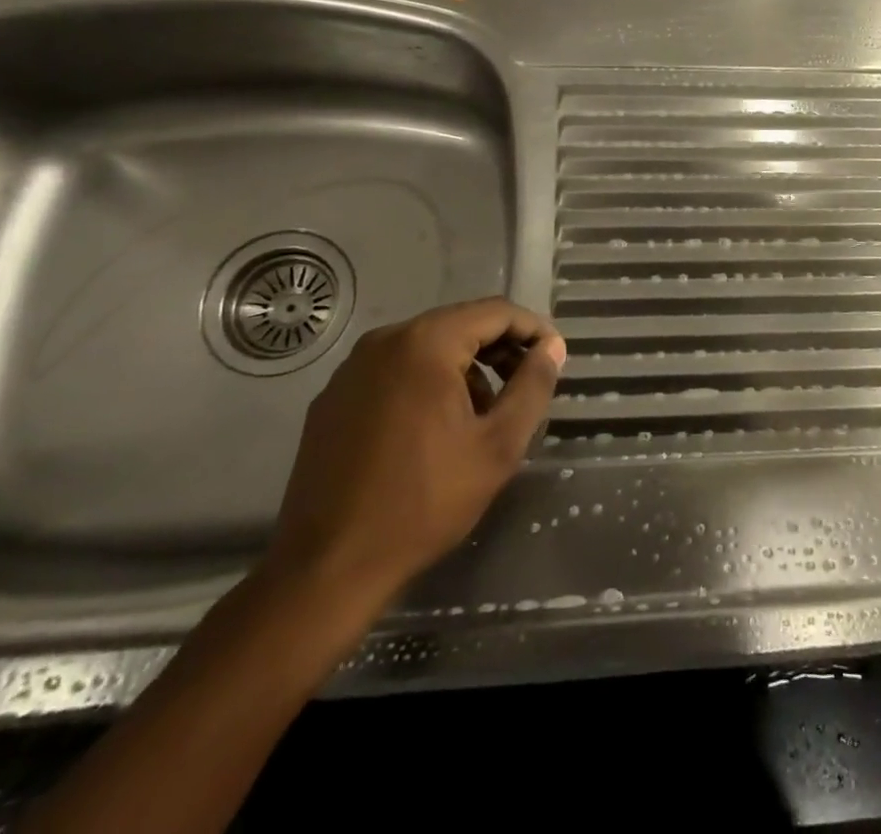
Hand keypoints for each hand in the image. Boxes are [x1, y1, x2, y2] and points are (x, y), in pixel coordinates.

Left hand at [261, 298, 565, 623]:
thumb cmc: (423, 502)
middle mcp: (384, 341)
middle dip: (499, 349)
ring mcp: (352, 369)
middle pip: (459, 325)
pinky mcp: (333, 398)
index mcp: (425, 343)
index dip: (532, 329)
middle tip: (525, 386)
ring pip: (427, 347)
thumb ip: (532, 386)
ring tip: (482, 415)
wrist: (326, 568)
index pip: (495, 312)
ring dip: (464, 368)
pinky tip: (434, 429)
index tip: (553, 357)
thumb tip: (551, 347)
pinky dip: (426, 383)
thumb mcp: (497, 446)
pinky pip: (395, 371)